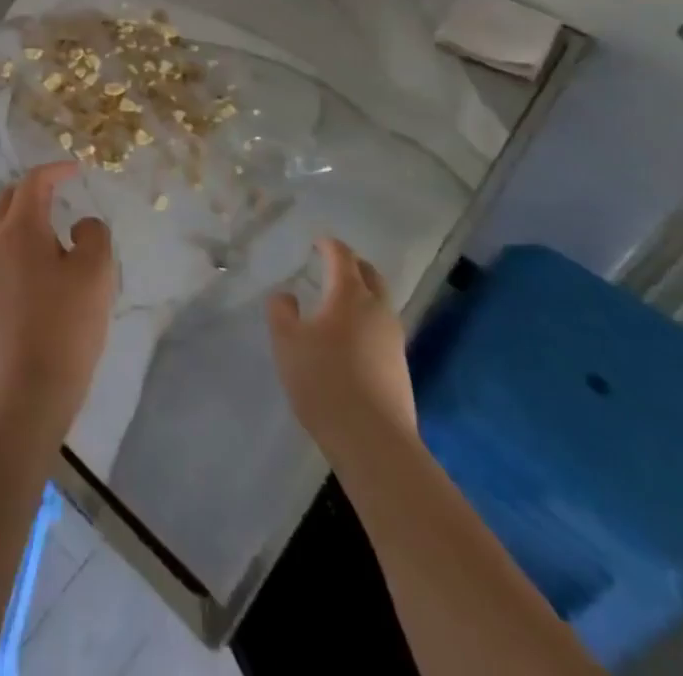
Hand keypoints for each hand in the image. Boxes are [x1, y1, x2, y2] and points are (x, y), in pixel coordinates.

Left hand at [0, 163, 114, 437]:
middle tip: (60, 191)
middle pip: (8, 199)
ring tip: (57, 228)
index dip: (56, 170)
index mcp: (20, 229)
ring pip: (3, 228)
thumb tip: (80, 226)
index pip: (33, 182)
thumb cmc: (65, 324)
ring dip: (26, 218)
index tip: (76, 169)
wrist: (27, 390)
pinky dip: (22, 244)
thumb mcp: (95, 272)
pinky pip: (3, 255)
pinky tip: (46, 267)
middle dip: (33, 188)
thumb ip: (93, 234)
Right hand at [267, 239, 416, 451]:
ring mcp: (394, 339)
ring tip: (338, 302)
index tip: (318, 242)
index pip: (342, 256)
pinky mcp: (400, 367)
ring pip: (380, 302)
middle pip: (370, 275)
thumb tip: (287, 295)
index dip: (329, 245)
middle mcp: (377, 309)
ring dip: (362, 294)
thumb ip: (281, 311)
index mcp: (349, 294)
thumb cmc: (324, 380)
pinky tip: (350, 339)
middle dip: (352, 265)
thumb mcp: (287, 342)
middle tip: (332, 266)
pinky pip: (382, 329)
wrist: (373, 440)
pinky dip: (366, 321)